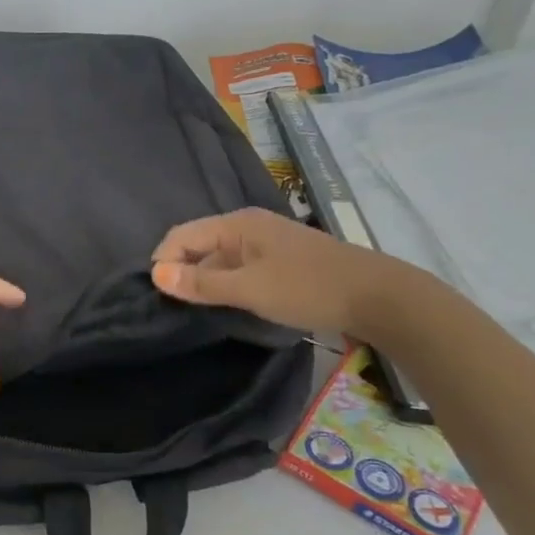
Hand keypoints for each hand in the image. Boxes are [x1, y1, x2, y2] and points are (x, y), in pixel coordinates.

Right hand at [150, 208, 412, 337]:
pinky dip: (226, 283)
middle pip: (198, 244)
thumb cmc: (308, 288)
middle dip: (181, 271)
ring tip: (196, 310)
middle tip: (173, 307)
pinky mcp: (279, 260)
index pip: (181, 235)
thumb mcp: (249, 289)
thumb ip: (201, 282)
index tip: (158, 297)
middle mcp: (247, 226)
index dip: (164, 262)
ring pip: (218, 258)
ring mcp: (265, 242)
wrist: (379, 297)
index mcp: (237, 224)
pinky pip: (238, 267)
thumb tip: (156, 275)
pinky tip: (228, 305)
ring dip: (204, 280)